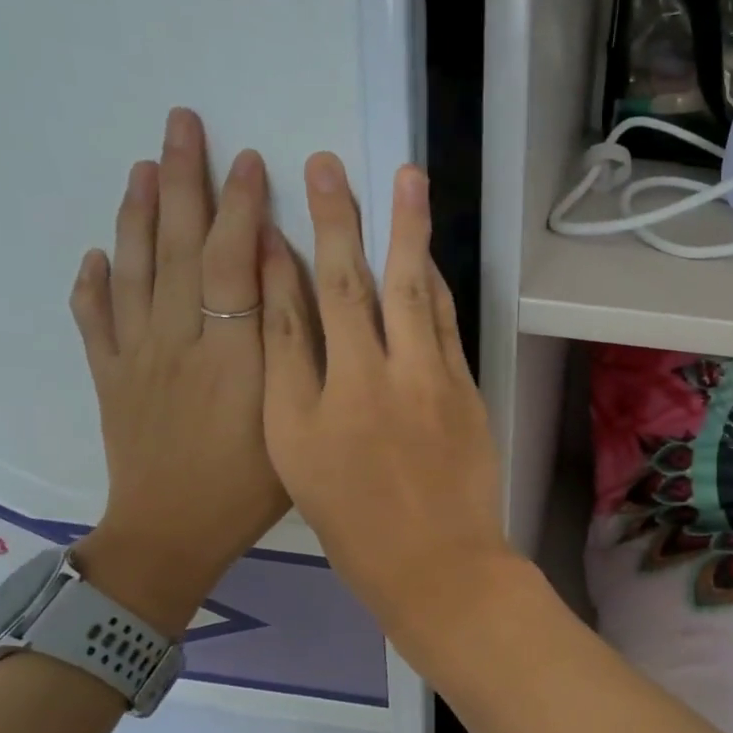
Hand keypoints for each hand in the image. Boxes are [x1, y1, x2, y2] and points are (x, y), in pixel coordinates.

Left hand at [68, 107, 289, 631]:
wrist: (172, 535)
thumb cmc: (251, 487)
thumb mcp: (292, 422)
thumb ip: (292, 353)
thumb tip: (286, 286)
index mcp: (231, 352)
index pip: (232, 261)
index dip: (240, 207)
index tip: (249, 159)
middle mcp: (177, 340)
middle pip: (176, 247)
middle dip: (182, 181)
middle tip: (182, 124)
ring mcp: (135, 356)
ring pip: (133, 270)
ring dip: (136, 213)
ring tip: (142, 166)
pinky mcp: (109, 377)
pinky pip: (95, 320)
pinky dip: (92, 283)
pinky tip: (95, 256)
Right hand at [259, 153, 511, 633]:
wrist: (439, 566)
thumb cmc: (356, 527)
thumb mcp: (300, 461)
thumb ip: (294, 384)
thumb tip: (295, 317)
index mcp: (315, 405)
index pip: (291, 313)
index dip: (277, 259)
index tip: (268, 212)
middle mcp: (369, 381)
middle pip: (351, 285)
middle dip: (336, 219)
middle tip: (326, 166)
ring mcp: (426, 381)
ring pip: (410, 291)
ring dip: (406, 230)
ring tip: (406, 179)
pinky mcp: (465, 389)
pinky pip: (446, 323)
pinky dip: (434, 284)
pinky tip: (428, 254)